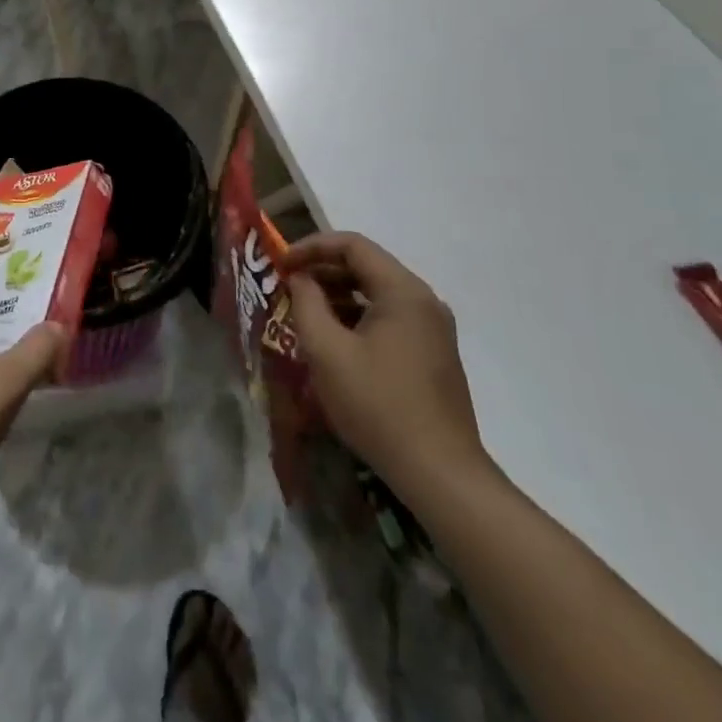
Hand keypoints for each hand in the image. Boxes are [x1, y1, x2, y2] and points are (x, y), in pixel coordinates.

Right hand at [283, 233, 490, 499]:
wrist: (441, 475)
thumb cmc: (378, 406)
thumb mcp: (327, 351)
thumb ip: (306, 303)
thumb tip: (300, 278)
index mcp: (403, 291)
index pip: (352, 245)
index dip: (311, 247)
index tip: (281, 264)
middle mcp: (424, 301)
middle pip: (366, 266)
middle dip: (322, 271)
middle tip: (287, 286)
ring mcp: (433, 329)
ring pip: (377, 293)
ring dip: (338, 295)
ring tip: (304, 313)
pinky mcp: (433, 355)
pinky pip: (389, 318)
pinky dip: (357, 317)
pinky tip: (334, 341)